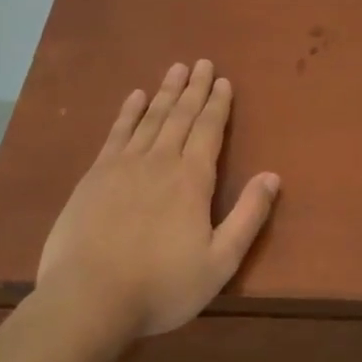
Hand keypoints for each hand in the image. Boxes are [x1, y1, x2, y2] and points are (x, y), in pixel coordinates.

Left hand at [36, 60, 279, 340]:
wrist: (88, 298)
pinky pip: (117, 132)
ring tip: (176, 69)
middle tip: (202, 63)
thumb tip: (273, 176)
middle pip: (181, 115)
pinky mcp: (95, 175)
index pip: (209, 130)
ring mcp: (124, 165)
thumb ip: (248, 216)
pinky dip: (129, 112)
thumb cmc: (161, 285)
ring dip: (166, 91)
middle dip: (195, 88)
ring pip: (151, 117)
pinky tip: (135, 97)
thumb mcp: (220, 262)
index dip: (218, 104)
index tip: (223, 81)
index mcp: (192, 179)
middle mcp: (161, 160)